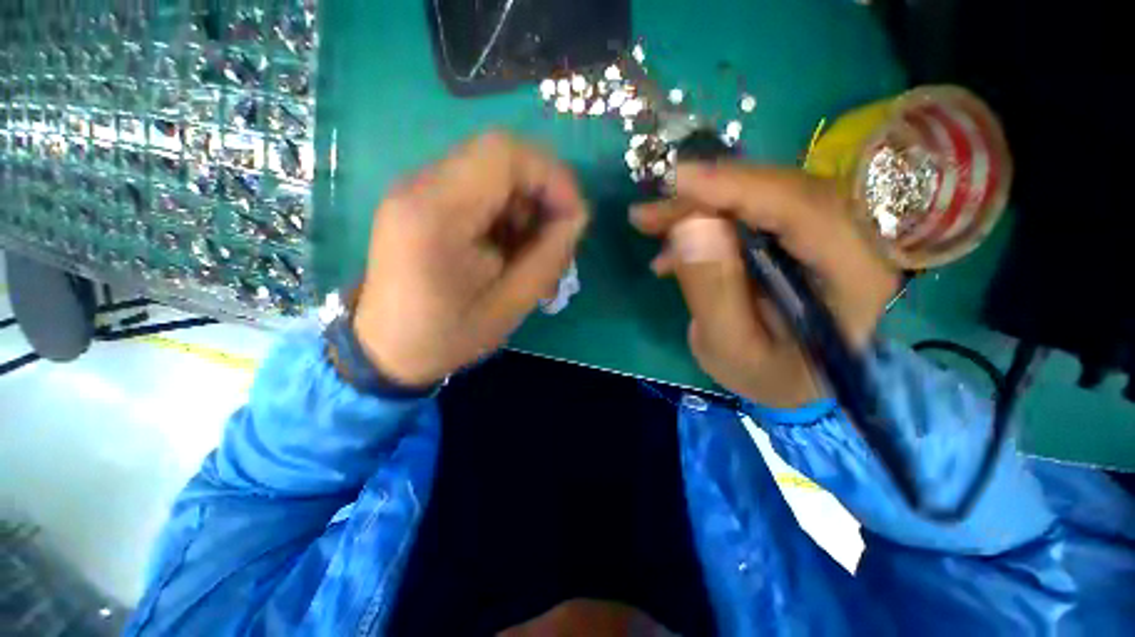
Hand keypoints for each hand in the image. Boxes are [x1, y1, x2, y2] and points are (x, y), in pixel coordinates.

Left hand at [354, 133, 589, 386]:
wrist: (386, 349)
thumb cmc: (446, 335)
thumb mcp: (510, 305)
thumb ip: (548, 256)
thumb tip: (577, 216)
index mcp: (437, 214)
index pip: (504, 154)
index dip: (552, 177)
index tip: (574, 216)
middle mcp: (420, 186)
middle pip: (500, 157)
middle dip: (542, 194)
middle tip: (556, 239)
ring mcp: (417, 190)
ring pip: (493, 172)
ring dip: (526, 207)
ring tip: (533, 253)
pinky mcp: (422, 201)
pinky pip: (479, 189)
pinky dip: (507, 213)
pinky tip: (510, 249)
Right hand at [631, 164, 897, 408]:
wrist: (788, 378)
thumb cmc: (765, 373)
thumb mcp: (730, 346)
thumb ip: (713, 291)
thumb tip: (689, 225)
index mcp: (855, 275)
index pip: (803, 208)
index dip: (737, 188)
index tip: (676, 180)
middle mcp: (853, 238)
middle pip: (777, 191)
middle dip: (704, 196)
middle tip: (648, 214)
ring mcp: (827, 229)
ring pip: (758, 193)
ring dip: (698, 206)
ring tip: (652, 226)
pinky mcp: (799, 229)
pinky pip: (749, 206)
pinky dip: (705, 218)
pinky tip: (674, 245)